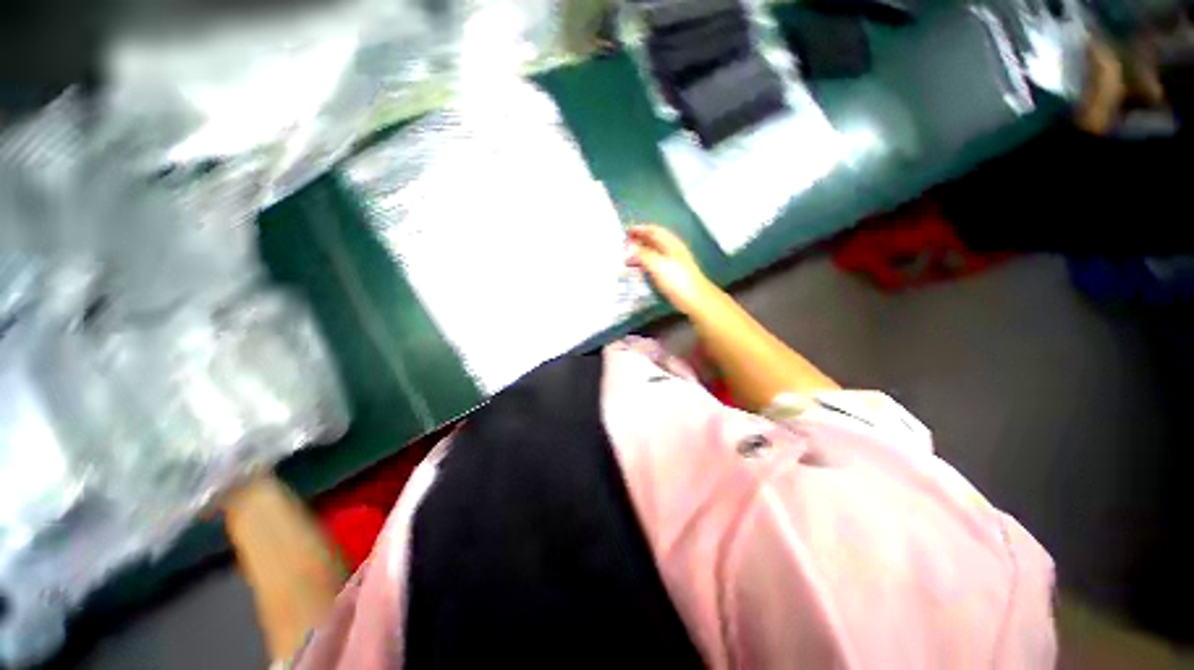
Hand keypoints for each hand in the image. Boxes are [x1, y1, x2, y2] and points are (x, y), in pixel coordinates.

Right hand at [627, 224, 718, 315]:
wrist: (695, 300)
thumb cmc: (677, 280)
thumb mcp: (658, 265)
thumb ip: (643, 254)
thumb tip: (628, 245)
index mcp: (671, 244)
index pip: (653, 230)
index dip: (639, 229)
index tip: (624, 232)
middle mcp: (671, 251)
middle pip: (652, 241)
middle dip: (638, 241)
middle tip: (622, 245)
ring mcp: (670, 263)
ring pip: (652, 253)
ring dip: (639, 253)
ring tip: (625, 257)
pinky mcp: (669, 276)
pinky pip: (653, 265)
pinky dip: (643, 264)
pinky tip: (636, 270)